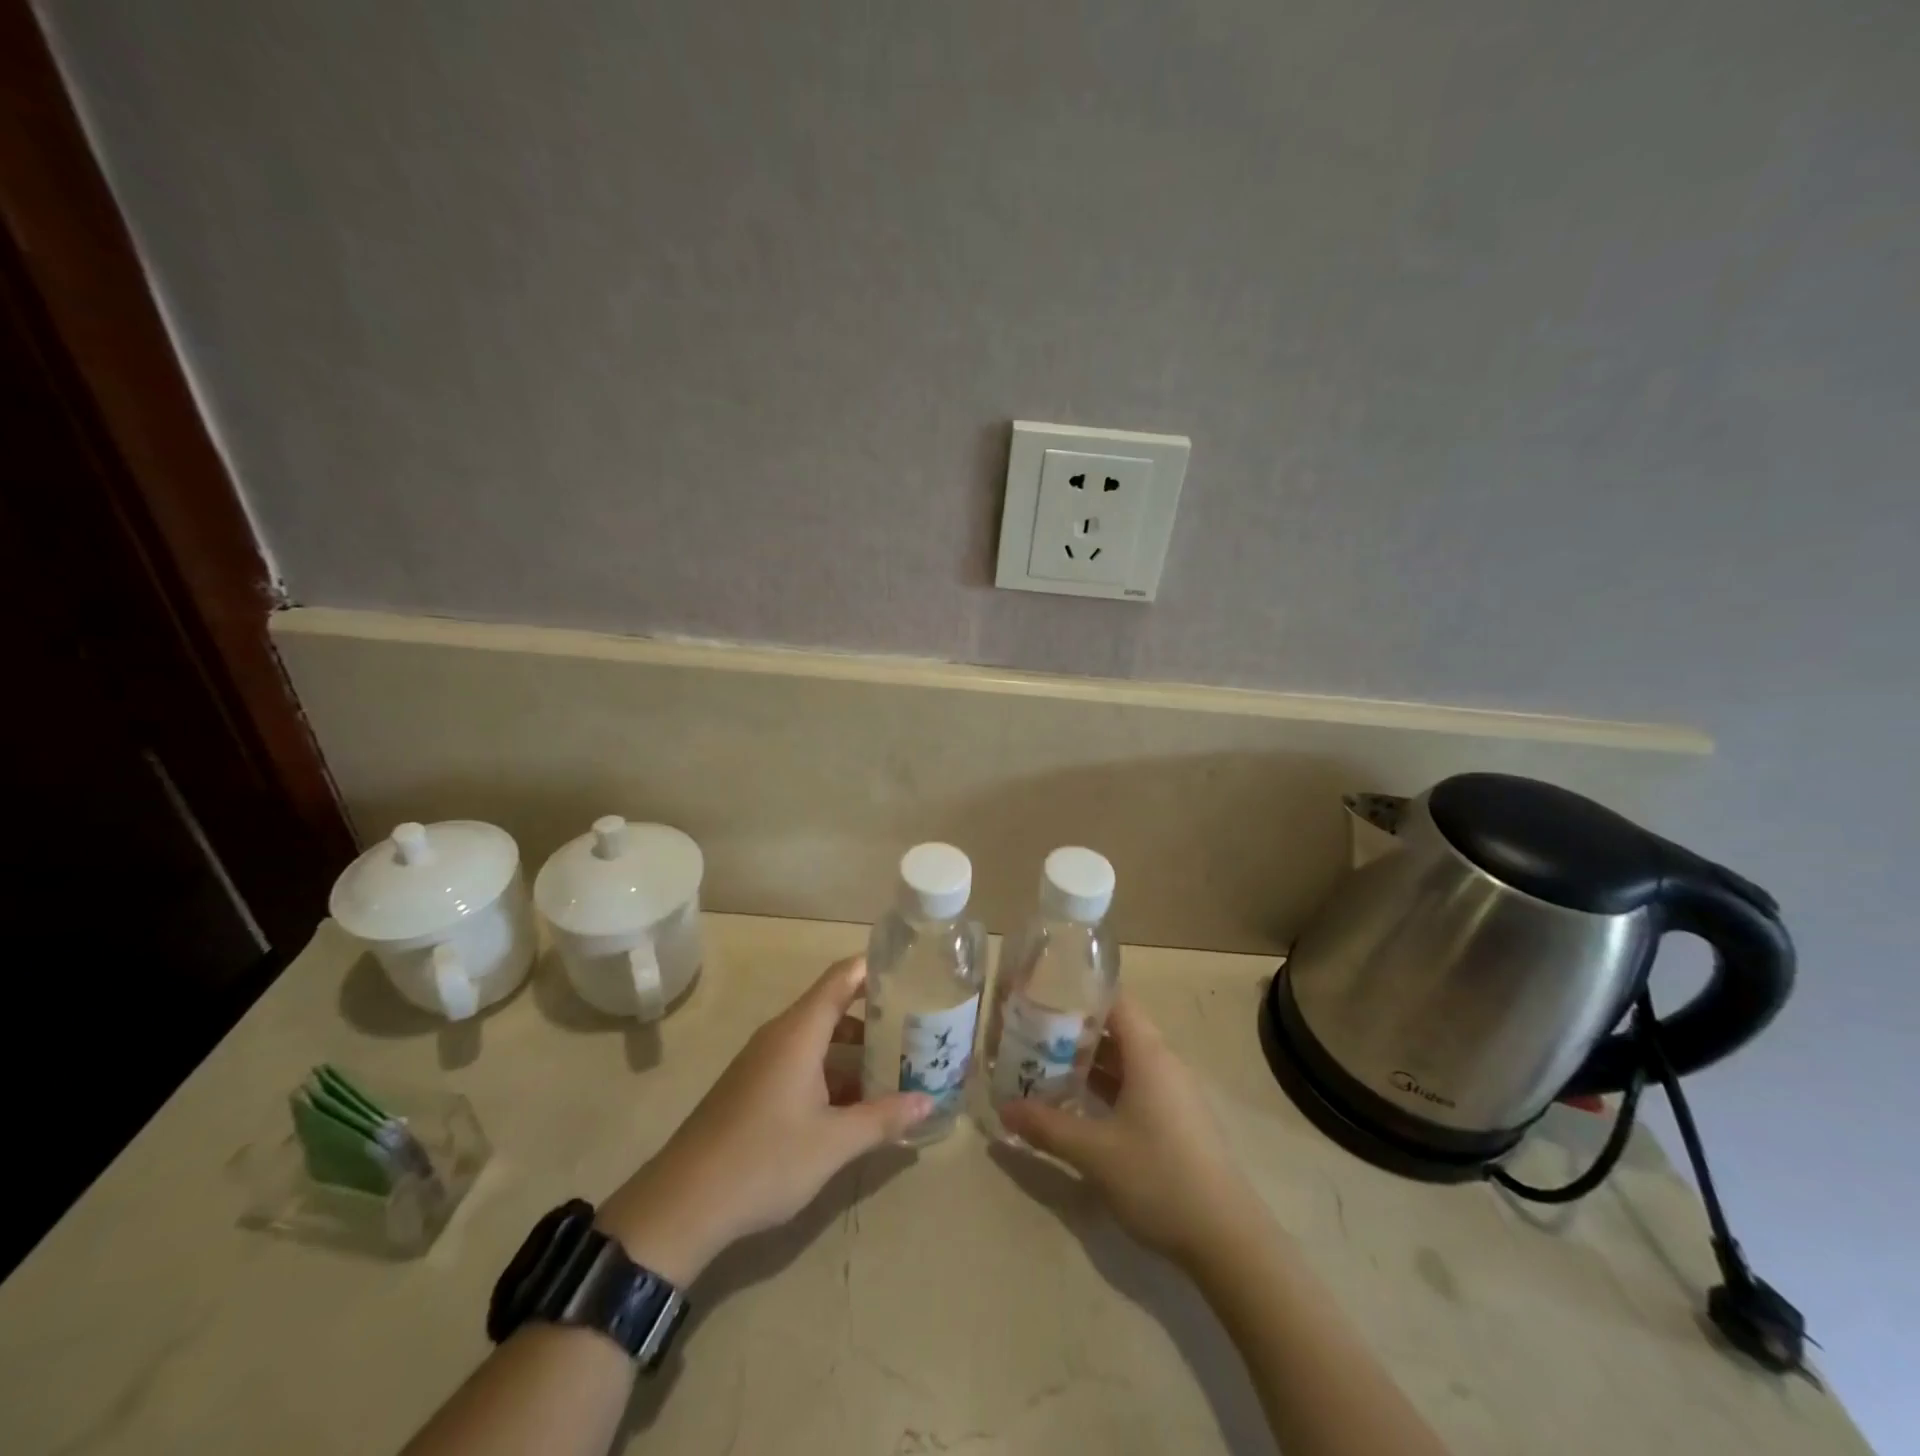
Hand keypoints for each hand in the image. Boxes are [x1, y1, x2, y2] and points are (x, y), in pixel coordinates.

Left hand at [596, 957, 930, 1283]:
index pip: (842, 977)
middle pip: (834, 1005)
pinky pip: (801, 1061)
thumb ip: (883, 1118)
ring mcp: (763, 1061)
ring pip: (819, 1038)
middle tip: (917, 1027)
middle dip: (876, 1015)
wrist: (680, 1205)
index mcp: (799, 1032)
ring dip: (856, 1048)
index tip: (913, 972)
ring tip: (896, 1065)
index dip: (876, 968)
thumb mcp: (833, 1143)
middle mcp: (780, 1035)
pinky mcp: (753, 1087)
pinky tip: (856, 1102)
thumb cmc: (763, 1161)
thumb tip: (928, 1102)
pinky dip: (832, 1069)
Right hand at [998, 993, 1263, 1269]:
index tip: (1042, 996)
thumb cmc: (1158, 1178)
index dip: (1080, 994)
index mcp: (1149, 1054)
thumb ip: (1047, 1126)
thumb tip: (1004, 1110)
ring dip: (1090, 1063)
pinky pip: (1136, 1088)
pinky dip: (1107, 1088)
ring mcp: (1174, 1094)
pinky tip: (1079, 1107)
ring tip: (1046, 1067)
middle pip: (1117, 1031)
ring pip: (1126, 1062)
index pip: (1115, 1001)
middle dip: (1075, 1032)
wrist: (1227, 1240)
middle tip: (1032, 1035)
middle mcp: (1164, 1064)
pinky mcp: (1177, 1122)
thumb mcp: (1094, 1152)